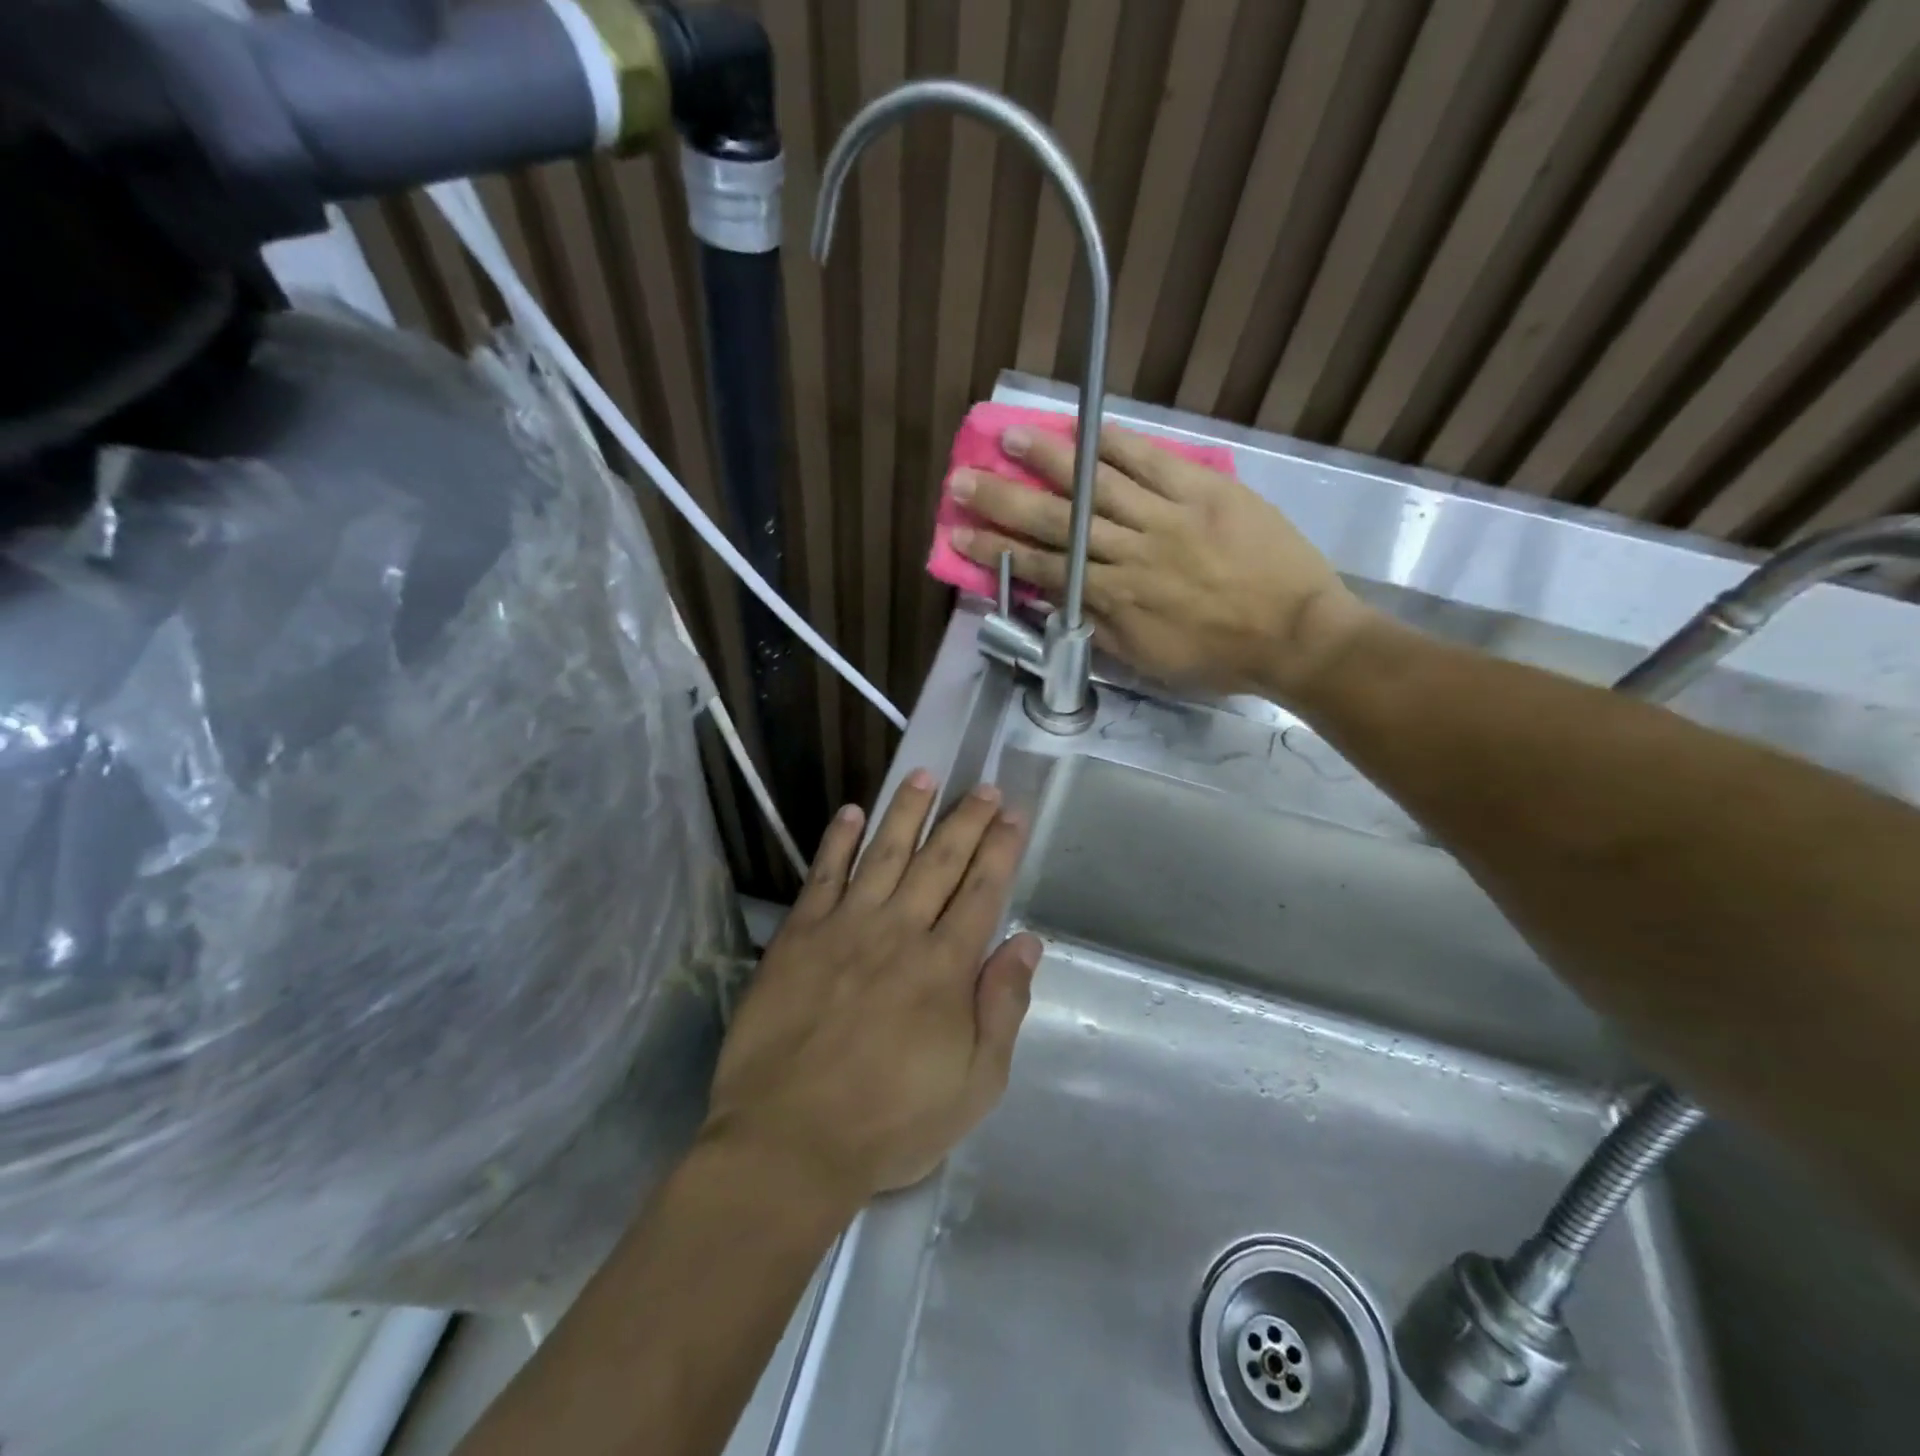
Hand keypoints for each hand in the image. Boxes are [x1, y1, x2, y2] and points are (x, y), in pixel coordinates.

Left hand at [703, 771, 1039, 1208]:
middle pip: (940, 861)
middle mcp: (900, 931)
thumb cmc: (891, 1121)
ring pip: (884, 853)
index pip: (982, 891)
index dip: (1000, 848)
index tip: (1012, 813)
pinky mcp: (799, 936)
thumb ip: (1003, 1007)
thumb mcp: (973, 1084)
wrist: (789, 1142)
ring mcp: (845, 927)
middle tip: (981, 786)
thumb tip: (1027, 942)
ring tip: (923, 774)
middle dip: (965, 820)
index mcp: (945, 966)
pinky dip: (838, 840)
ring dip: (907, 812)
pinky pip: (823, 875)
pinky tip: (851, 811)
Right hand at [951, 423, 1370, 697]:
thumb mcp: (1146, 658)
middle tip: (962, 480)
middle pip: (1056, 520)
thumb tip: (1054, 597)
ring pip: (1096, 483)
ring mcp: (1167, 516)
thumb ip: (1097, 625)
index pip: (1042, 568)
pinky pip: (1153, 460)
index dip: (997, 551)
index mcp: (1115, 596)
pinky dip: (1116, 443)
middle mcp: (1130, 551)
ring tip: (1009, 437)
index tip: (960, 533)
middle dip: (1003, 500)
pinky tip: (1084, 426)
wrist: (1295, 634)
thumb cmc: (1217, 656)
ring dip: (1048, 460)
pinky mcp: (1204, 490)